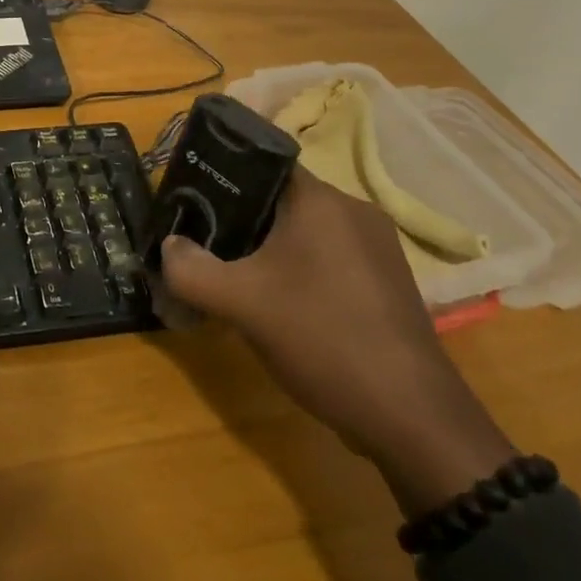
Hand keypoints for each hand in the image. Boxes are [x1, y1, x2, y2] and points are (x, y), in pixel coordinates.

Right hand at [160, 170, 513, 514]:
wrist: (413, 418)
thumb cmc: (323, 338)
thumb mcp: (241, 304)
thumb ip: (191, 269)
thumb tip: (167, 248)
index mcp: (321, 200)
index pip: (263, 161)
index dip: (222, 174)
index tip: (192, 198)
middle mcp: (354, 211)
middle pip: (282, 198)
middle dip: (240, 218)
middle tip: (206, 241)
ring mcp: (377, 248)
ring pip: (305, 231)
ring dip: (269, 248)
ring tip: (236, 275)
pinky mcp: (387, 283)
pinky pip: (329, 258)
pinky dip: (299, 269)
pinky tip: (281, 304)